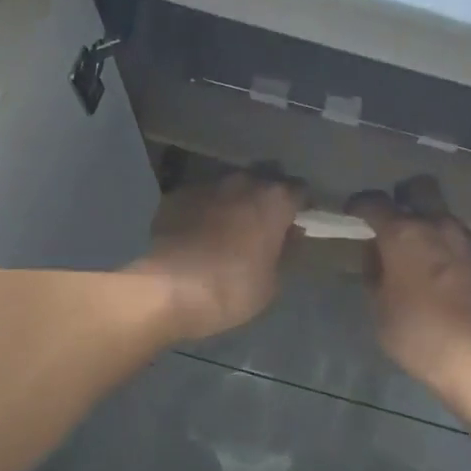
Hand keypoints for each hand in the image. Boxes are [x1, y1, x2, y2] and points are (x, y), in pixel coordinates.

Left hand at [129, 166, 304, 339]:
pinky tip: (197, 234)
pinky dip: (202, 212)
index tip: (297, 221)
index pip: (299, 191)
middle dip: (265, 198)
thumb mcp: (271, 282)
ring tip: (227, 228)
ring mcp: (205, 186)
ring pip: (227, 188)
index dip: (300, 206)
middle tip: (263, 224)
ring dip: (232, 203)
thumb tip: (290, 237)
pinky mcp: (175, 197)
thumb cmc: (232, 289)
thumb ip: (284, 253)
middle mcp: (242, 183)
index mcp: (273, 200)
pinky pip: (198, 200)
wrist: (169, 289)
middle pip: (262, 181)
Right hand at [351, 176, 470, 392]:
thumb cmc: (417, 333)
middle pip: (421, 187)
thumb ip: (374, 272)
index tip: (353, 213)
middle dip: (404, 195)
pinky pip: (467, 243)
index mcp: (403, 234)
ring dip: (432, 225)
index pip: (374, 201)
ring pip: (447, 215)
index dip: (359, 203)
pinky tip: (451, 276)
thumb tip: (376, 254)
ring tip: (424, 253)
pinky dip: (454, 251)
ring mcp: (470, 240)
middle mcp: (438, 226)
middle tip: (395, 220)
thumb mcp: (379, 307)